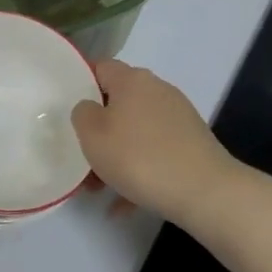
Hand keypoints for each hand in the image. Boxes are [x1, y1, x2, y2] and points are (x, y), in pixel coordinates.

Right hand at [72, 60, 238, 227]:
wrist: (205, 191)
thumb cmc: (139, 156)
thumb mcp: (92, 134)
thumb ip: (82, 113)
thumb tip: (91, 109)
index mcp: (132, 80)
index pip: (100, 67)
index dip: (81, 84)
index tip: (67, 109)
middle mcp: (157, 90)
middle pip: (118, 102)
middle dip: (98, 129)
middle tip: (81, 155)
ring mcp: (178, 117)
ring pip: (135, 131)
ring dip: (116, 155)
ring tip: (100, 188)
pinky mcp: (191, 144)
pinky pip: (155, 153)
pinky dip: (139, 172)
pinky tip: (126, 203)